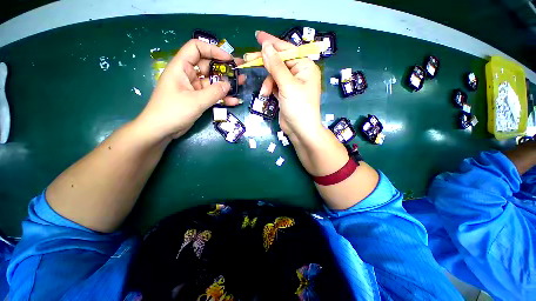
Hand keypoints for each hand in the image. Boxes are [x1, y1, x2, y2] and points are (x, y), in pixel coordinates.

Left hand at [137, 39, 244, 140]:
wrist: (161, 130)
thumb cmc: (172, 112)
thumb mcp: (195, 101)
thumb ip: (214, 93)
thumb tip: (228, 85)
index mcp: (181, 67)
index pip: (196, 48)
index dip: (213, 50)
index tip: (228, 59)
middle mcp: (188, 75)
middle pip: (208, 65)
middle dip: (225, 67)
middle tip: (240, 70)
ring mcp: (194, 88)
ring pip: (212, 81)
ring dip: (227, 83)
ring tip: (242, 82)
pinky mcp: (198, 99)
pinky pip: (212, 95)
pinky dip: (222, 97)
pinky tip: (234, 100)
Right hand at [249, 31, 322, 142]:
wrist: (301, 130)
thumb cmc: (298, 107)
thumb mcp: (287, 85)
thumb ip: (276, 66)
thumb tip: (266, 46)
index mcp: (305, 67)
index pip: (287, 50)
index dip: (272, 43)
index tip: (258, 36)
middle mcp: (299, 73)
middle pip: (279, 62)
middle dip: (265, 63)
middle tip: (248, 59)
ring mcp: (292, 84)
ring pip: (274, 75)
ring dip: (267, 82)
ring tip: (264, 92)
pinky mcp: (285, 94)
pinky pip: (274, 85)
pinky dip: (269, 88)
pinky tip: (266, 95)